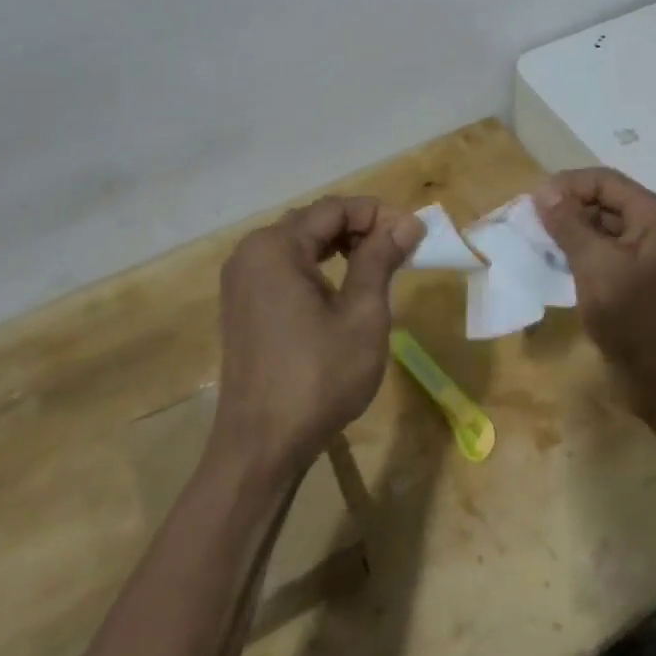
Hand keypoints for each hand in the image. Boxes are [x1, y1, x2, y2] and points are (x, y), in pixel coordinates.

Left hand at [212, 197, 424, 473]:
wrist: (261, 447)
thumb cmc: (318, 378)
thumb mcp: (362, 316)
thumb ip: (380, 260)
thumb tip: (407, 222)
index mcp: (276, 247)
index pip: (335, 208)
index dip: (378, 215)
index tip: (414, 235)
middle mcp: (251, 252)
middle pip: (314, 221)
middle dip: (360, 229)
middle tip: (401, 251)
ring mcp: (241, 279)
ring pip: (300, 243)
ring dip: (341, 247)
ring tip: (379, 266)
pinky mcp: (242, 304)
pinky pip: (285, 267)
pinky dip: (318, 267)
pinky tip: (342, 288)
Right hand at [535, 168, 655, 419]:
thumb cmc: (640, 320)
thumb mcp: (598, 267)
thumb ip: (570, 226)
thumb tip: (545, 192)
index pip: (605, 181)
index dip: (566, 186)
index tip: (530, 204)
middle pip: (607, 204)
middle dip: (567, 211)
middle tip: (528, 226)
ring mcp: (655, 260)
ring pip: (606, 233)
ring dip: (572, 237)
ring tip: (536, 247)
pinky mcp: (645, 286)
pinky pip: (610, 259)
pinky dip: (584, 260)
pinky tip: (557, 270)